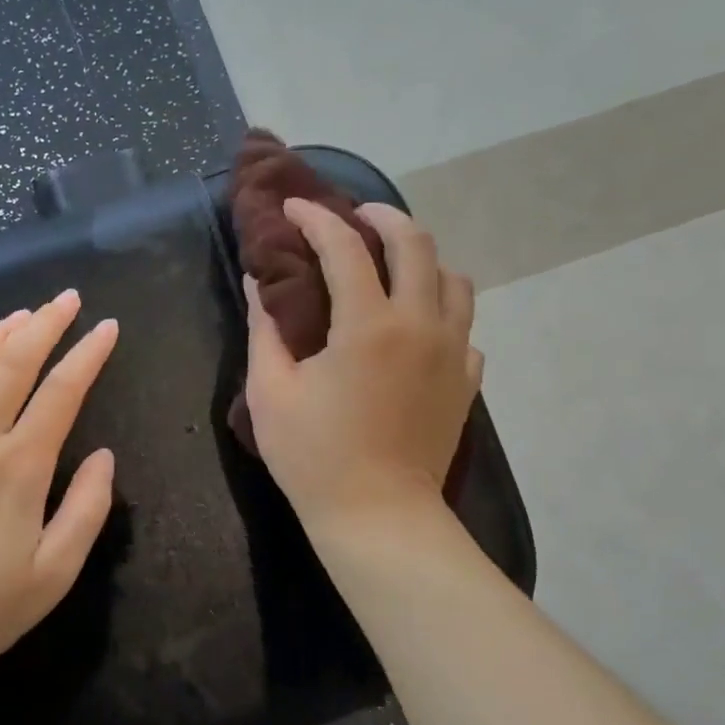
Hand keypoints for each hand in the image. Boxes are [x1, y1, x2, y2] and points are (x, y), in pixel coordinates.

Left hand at [0, 290, 118, 681]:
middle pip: (11, 366)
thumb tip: (104, 456)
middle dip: (44, 325)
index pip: (61, 393)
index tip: (107, 327)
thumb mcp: (55, 573)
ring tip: (17, 315)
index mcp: (19, 467)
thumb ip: (87, 509)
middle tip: (65, 299)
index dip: (88, 355)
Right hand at [243, 199, 481, 531]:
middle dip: (383, 217)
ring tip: (392, 267)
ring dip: (422, 260)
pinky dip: (439, 312)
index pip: (344, 247)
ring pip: (454, 280)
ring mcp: (452, 353)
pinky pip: (463, 327)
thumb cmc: (315, 457)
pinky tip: (415, 328)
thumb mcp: (271, 392)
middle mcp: (420, 325)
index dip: (316, 219)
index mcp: (367, 325)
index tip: (294, 207)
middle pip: (417, 244)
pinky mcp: (466, 382)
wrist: (379, 517)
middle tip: (355, 217)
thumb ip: (265, 329)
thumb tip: (258, 282)